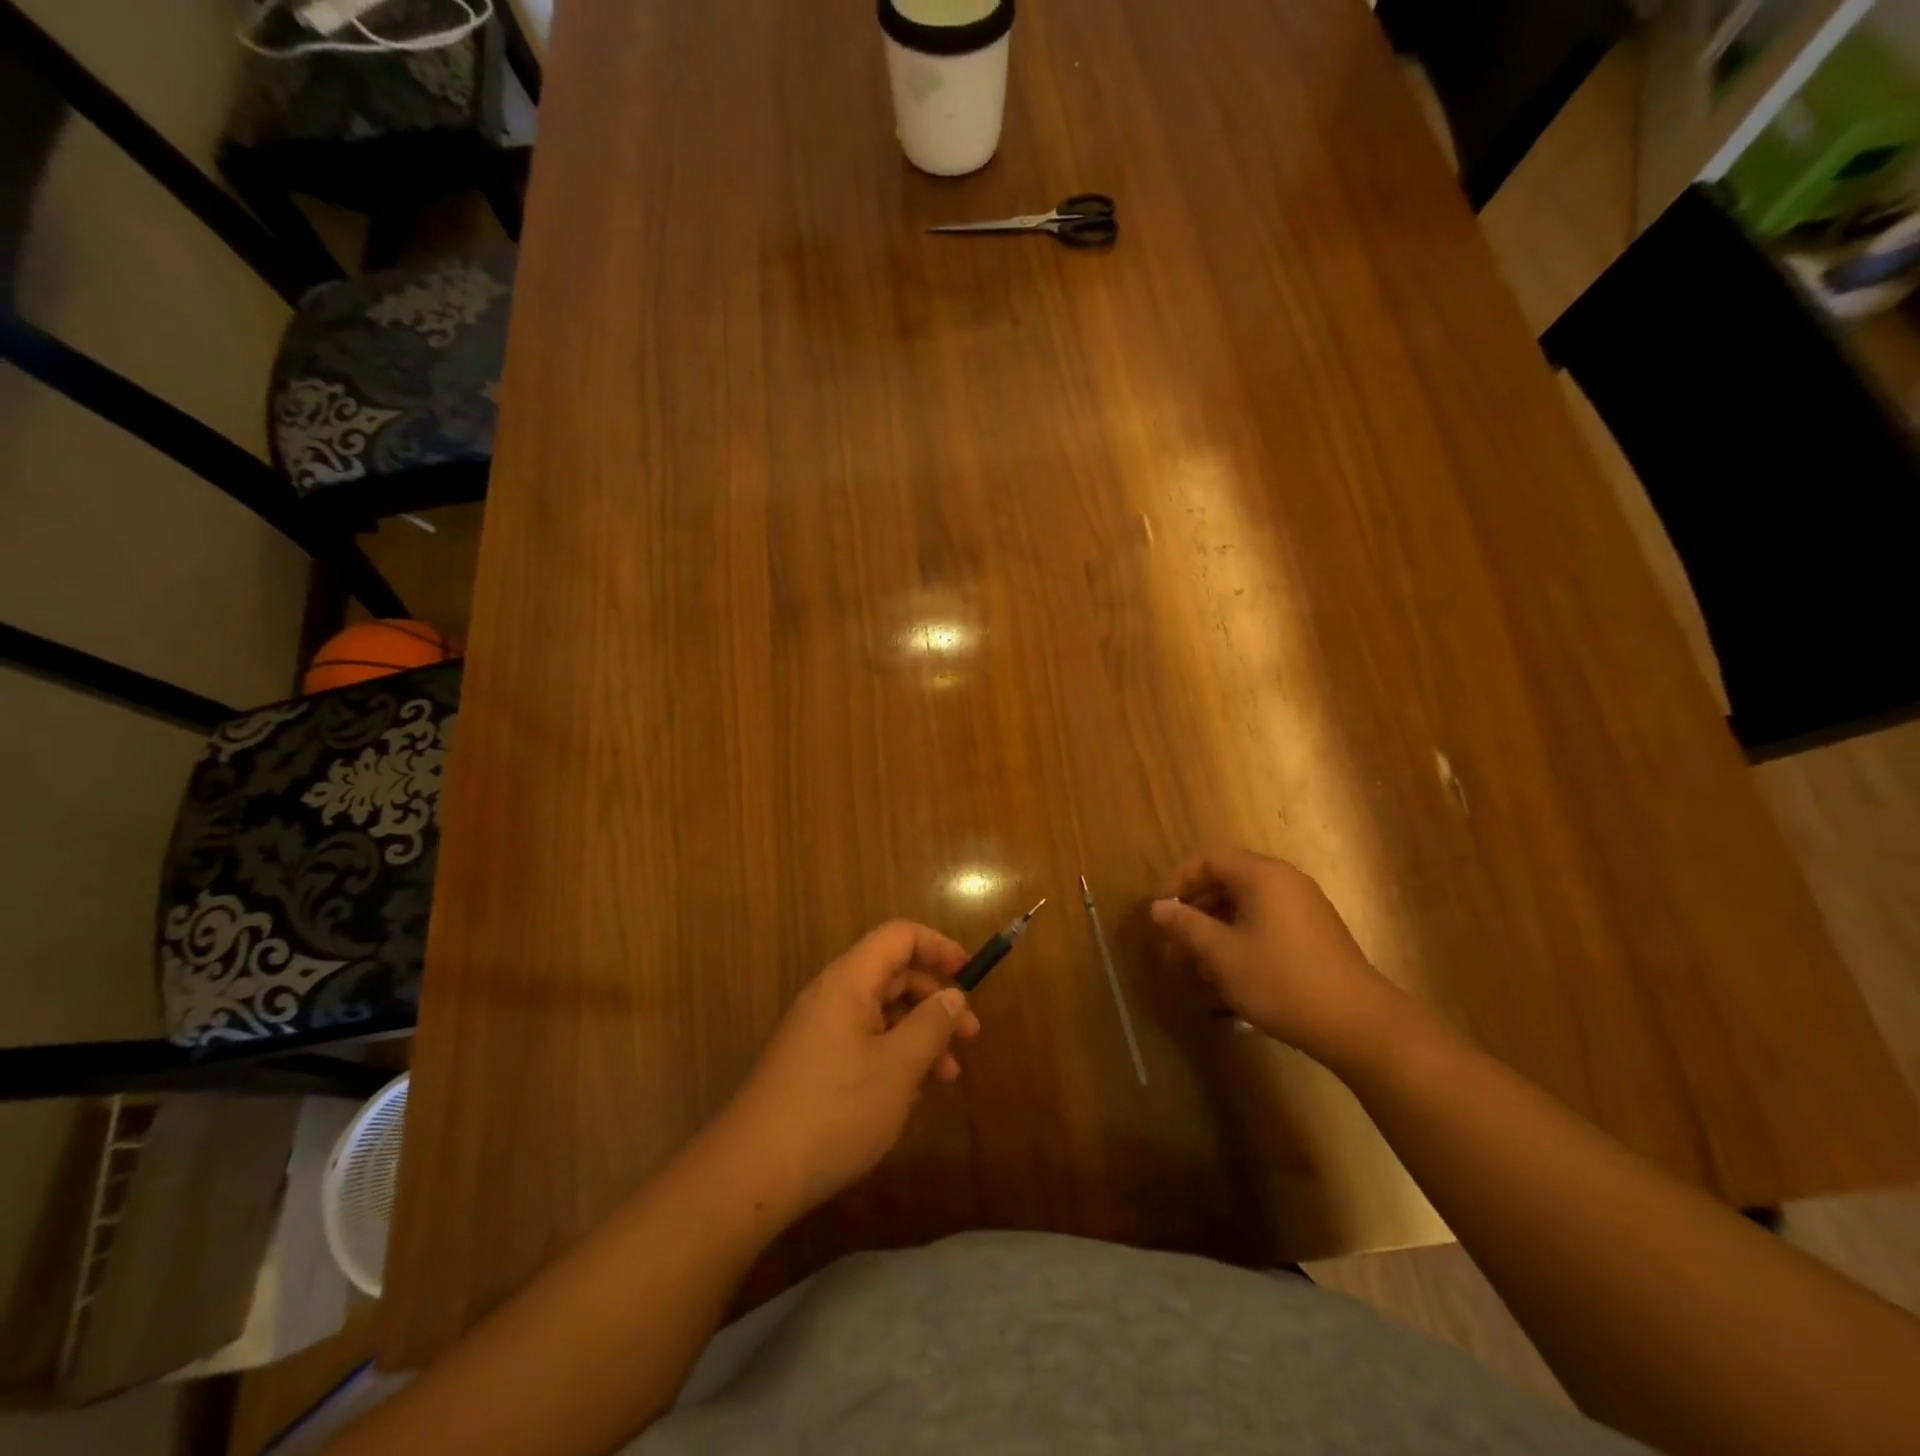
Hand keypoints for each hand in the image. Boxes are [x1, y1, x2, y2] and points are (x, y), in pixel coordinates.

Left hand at [721, 920, 982, 1218]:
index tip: (969, 975)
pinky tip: (908, 1095)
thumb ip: (931, 1025)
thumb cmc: (834, 1110)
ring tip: (948, 1076)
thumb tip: (953, 995)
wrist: (751, 1172)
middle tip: (970, 1035)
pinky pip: (862, 1040)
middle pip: (892, 974)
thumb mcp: (898, 1067)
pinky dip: (893, 1055)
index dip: (937, 946)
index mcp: (848, 981)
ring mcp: (818, 1030)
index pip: (898, 937)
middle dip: (935, 999)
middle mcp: (831, 996)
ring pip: (880, 1013)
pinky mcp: (812, 1063)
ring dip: (918, 1034)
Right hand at [1150, 847, 1403, 1063]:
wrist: (1358, 1025)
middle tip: (1173, 949)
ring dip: (1214, 936)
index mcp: (1262, 875)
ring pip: (1244, 911)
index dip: (1177, 883)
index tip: (1160, 915)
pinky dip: (1240, 945)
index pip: (1207, 861)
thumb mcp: (1222, 954)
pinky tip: (1229, 983)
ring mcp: (1303, 909)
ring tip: (1195, 973)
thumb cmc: (1280, 980)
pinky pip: (1265, 927)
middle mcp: (1284, 882)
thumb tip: (1157, 907)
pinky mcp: (1314, 936)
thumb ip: (1186, 926)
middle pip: (1225, 885)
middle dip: (1194, 916)